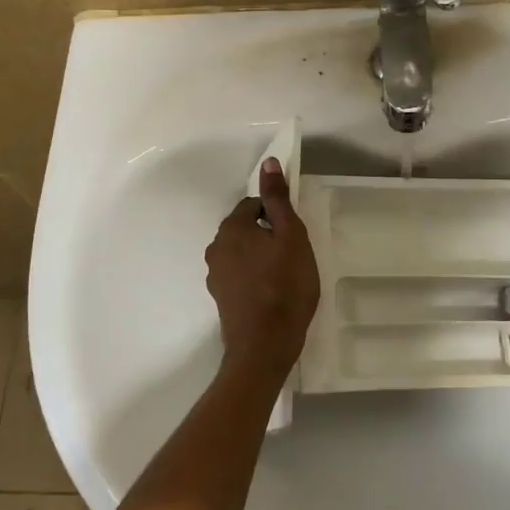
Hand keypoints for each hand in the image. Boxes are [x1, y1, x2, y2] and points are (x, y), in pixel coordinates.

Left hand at [204, 158, 319, 386]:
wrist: (264, 347)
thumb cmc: (284, 286)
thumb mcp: (291, 236)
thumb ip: (278, 199)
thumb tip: (267, 162)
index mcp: (231, 228)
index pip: (255, 206)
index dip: (277, 217)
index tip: (294, 236)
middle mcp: (215, 248)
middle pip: (246, 229)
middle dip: (268, 236)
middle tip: (293, 257)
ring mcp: (215, 275)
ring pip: (243, 253)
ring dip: (260, 258)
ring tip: (284, 277)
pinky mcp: (220, 298)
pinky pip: (240, 276)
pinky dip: (254, 278)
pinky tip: (271, 294)